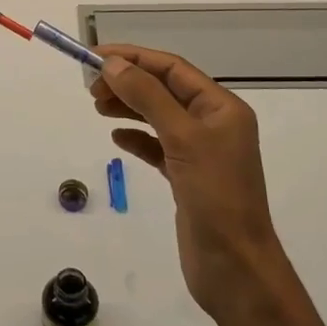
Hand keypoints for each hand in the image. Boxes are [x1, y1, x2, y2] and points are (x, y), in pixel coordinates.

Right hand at [91, 45, 286, 323]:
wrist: (235, 268)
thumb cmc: (216, 197)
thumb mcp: (182, 139)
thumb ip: (148, 97)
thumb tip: (114, 65)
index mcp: (221, 108)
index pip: (172, 69)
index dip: (133, 58)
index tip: (95, 57)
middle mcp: (213, 124)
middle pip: (164, 90)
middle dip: (128, 82)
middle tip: (91, 88)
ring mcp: (200, 152)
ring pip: (158, 116)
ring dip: (129, 107)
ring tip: (96, 107)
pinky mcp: (187, 178)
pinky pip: (157, 146)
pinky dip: (136, 138)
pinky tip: (117, 138)